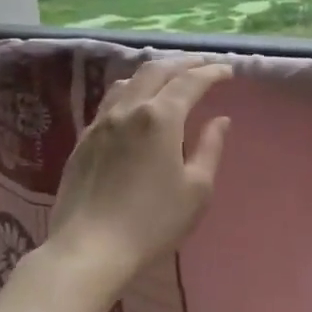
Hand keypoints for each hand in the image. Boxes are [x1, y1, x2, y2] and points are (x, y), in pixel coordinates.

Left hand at [46, 56, 232, 292]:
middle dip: (182, 63)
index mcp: (160, 117)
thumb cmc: (153, 222)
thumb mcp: (196, 189)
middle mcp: (128, 109)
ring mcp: (101, 122)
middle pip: (156, 70)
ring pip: (128, 81)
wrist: (90, 248)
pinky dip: (130, 91)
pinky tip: (134, 104)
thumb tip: (220, 119)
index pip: (190, 82)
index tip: (227, 70)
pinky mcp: (83, 139)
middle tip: (202, 65)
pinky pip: (109, 101)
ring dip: (153, 72)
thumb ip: (209, 147)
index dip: (211, 72)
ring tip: (168, 78)